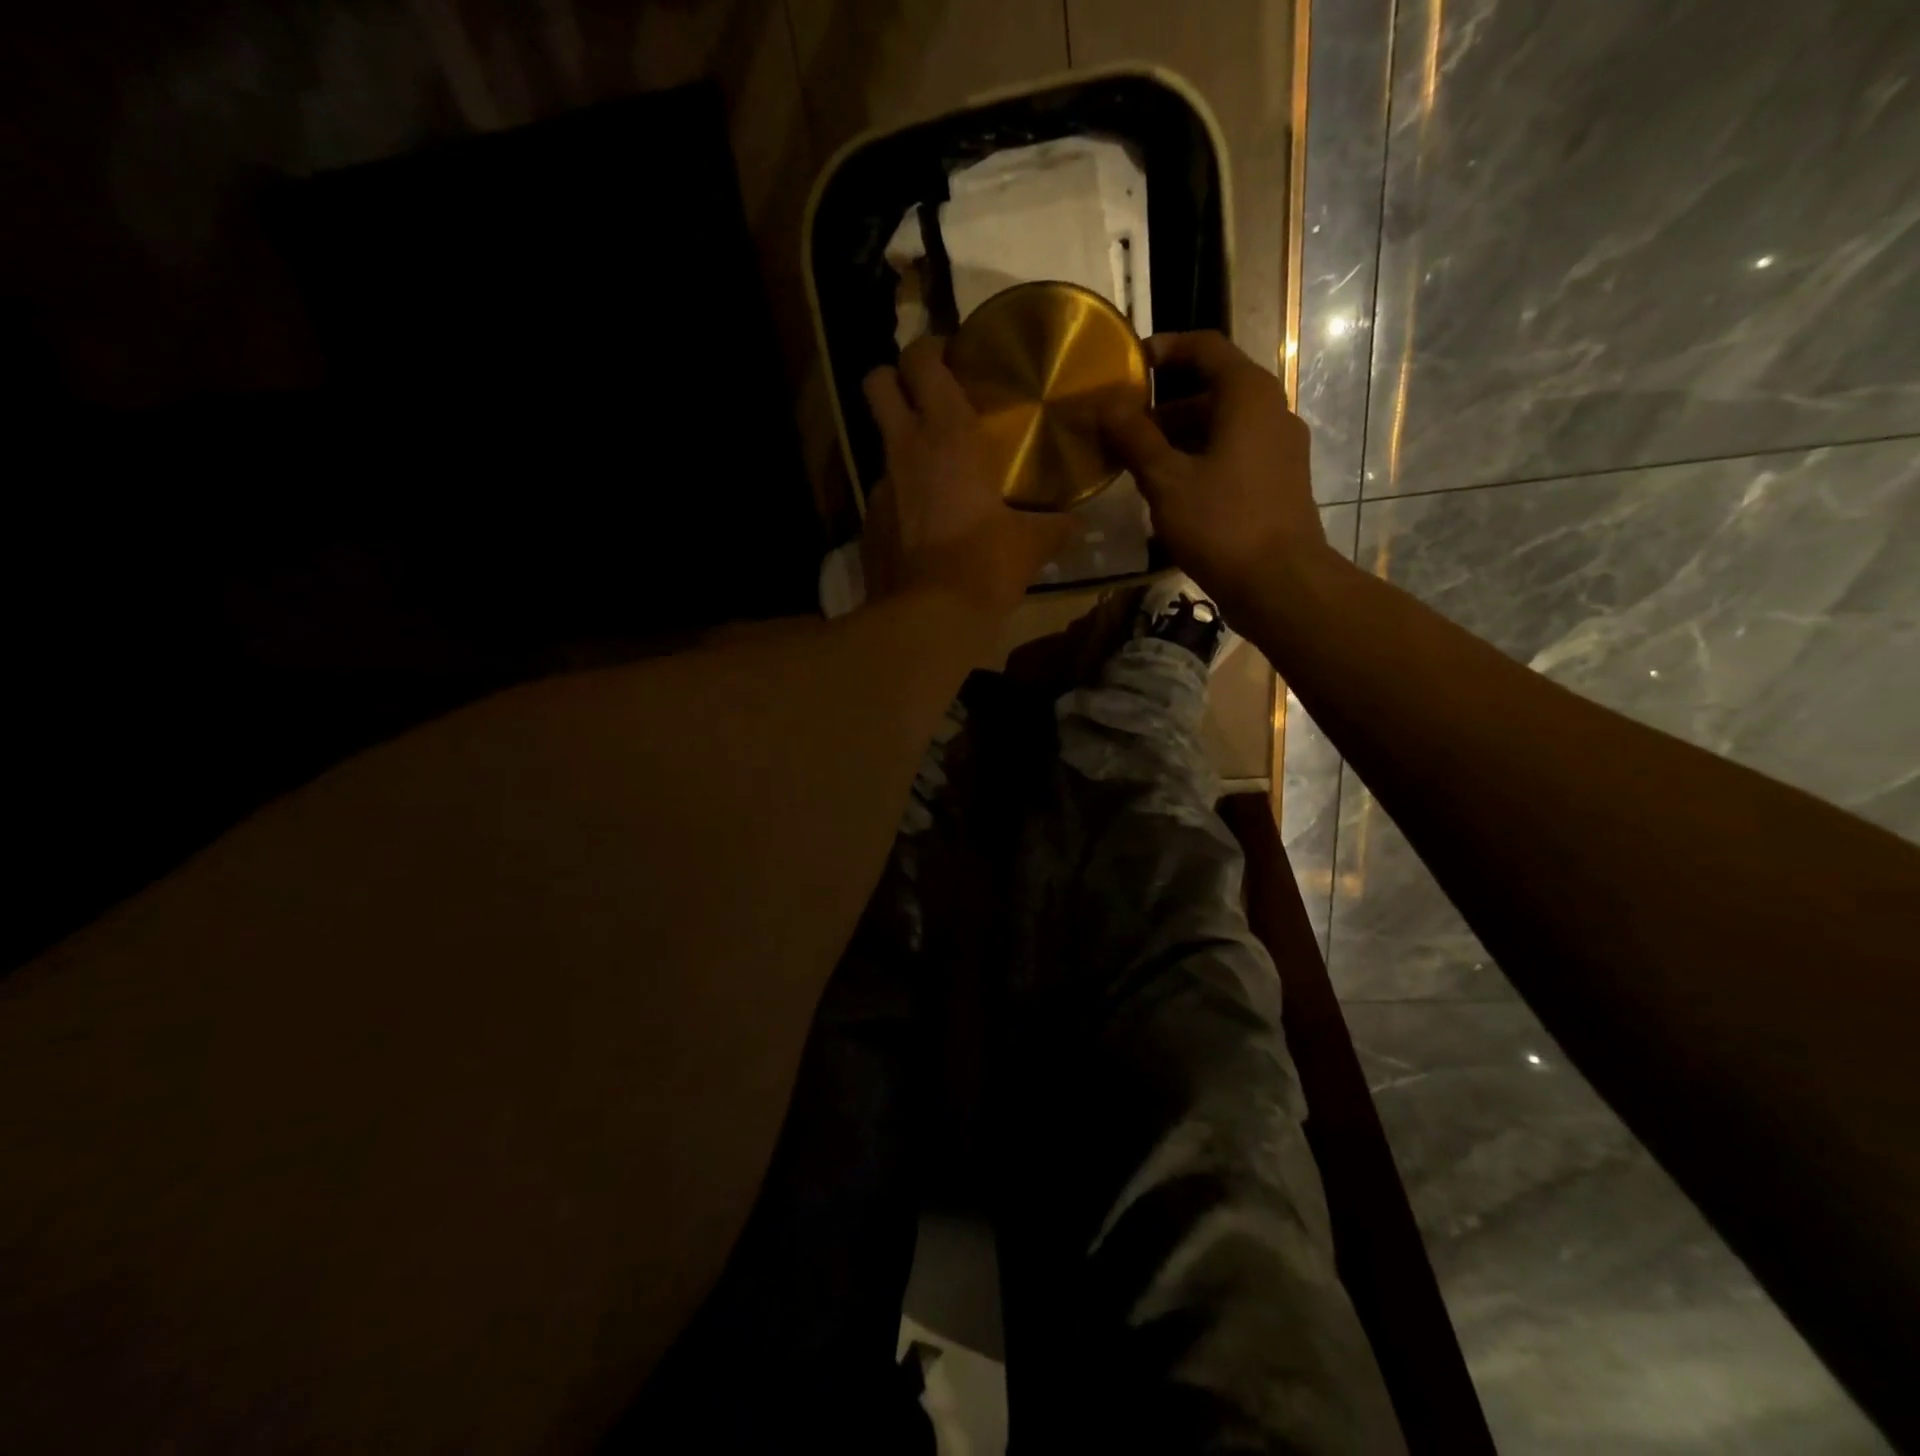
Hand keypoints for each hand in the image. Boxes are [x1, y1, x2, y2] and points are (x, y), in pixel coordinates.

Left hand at [860, 336, 1066, 614]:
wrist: (928, 619)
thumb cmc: (984, 566)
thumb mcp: (1030, 545)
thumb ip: (1055, 527)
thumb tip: (1077, 525)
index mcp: (947, 434)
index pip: (921, 359)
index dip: (931, 349)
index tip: (953, 358)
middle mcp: (904, 448)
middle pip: (877, 382)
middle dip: (896, 379)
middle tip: (928, 399)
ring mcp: (879, 486)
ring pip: (881, 443)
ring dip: (903, 447)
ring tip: (936, 474)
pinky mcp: (868, 524)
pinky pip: (885, 495)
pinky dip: (902, 498)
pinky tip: (925, 525)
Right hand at [1103, 331, 1326, 616]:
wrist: (1281, 583)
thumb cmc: (1222, 523)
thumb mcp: (1166, 480)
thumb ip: (1135, 438)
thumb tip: (1106, 405)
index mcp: (1247, 395)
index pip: (1205, 347)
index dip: (1164, 349)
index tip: (1127, 366)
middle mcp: (1271, 410)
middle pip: (1212, 390)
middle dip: (1163, 406)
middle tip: (1122, 429)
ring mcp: (1279, 447)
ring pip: (1221, 426)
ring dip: (1178, 438)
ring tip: (1137, 464)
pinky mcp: (1279, 480)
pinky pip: (1233, 453)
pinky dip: (1200, 459)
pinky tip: (1171, 491)